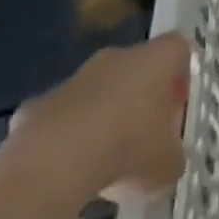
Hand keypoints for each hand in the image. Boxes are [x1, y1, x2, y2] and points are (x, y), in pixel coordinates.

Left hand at [6, 34, 192, 207]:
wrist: (50, 165)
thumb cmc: (127, 149)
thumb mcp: (168, 164)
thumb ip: (173, 155)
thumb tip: (167, 159)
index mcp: (156, 60)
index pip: (179, 48)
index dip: (181, 75)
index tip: (177, 108)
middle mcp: (117, 58)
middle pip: (136, 68)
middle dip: (141, 98)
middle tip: (145, 136)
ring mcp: (74, 79)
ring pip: (98, 91)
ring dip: (104, 116)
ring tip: (105, 162)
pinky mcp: (37, 104)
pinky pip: (63, 116)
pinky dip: (67, 137)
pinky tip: (68, 170)